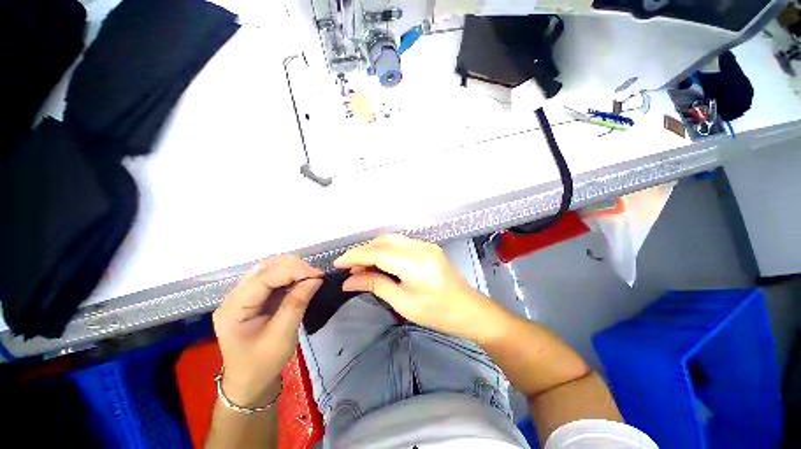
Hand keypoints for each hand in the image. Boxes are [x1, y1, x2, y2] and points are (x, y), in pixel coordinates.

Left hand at [212, 255, 321, 406]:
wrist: (249, 382)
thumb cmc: (262, 364)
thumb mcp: (282, 336)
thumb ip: (296, 304)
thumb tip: (315, 279)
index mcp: (234, 308)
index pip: (263, 277)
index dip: (292, 270)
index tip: (318, 274)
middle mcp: (235, 296)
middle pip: (265, 268)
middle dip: (294, 267)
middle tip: (316, 277)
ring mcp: (244, 295)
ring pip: (270, 269)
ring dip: (293, 269)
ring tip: (311, 278)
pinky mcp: (254, 297)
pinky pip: (273, 278)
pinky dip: (291, 276)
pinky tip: (302, 281)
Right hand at [334, 234, 505, 341]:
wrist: (468, 310)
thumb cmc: (437, 313)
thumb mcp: (403, 304)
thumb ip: (376, 285)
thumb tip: (349, 281)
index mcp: (415, 263)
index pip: (378, 252)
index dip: (355, 256)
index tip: (338, 264)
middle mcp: (420, 247)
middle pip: (384, 241)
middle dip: (363, 251)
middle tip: (350, 269)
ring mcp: (426, 245)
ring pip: (392, 239)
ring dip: (374, 249)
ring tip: (362, 267)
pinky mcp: (428, 247)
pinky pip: (401, 243)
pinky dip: (386, 250)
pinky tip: (380, 263)